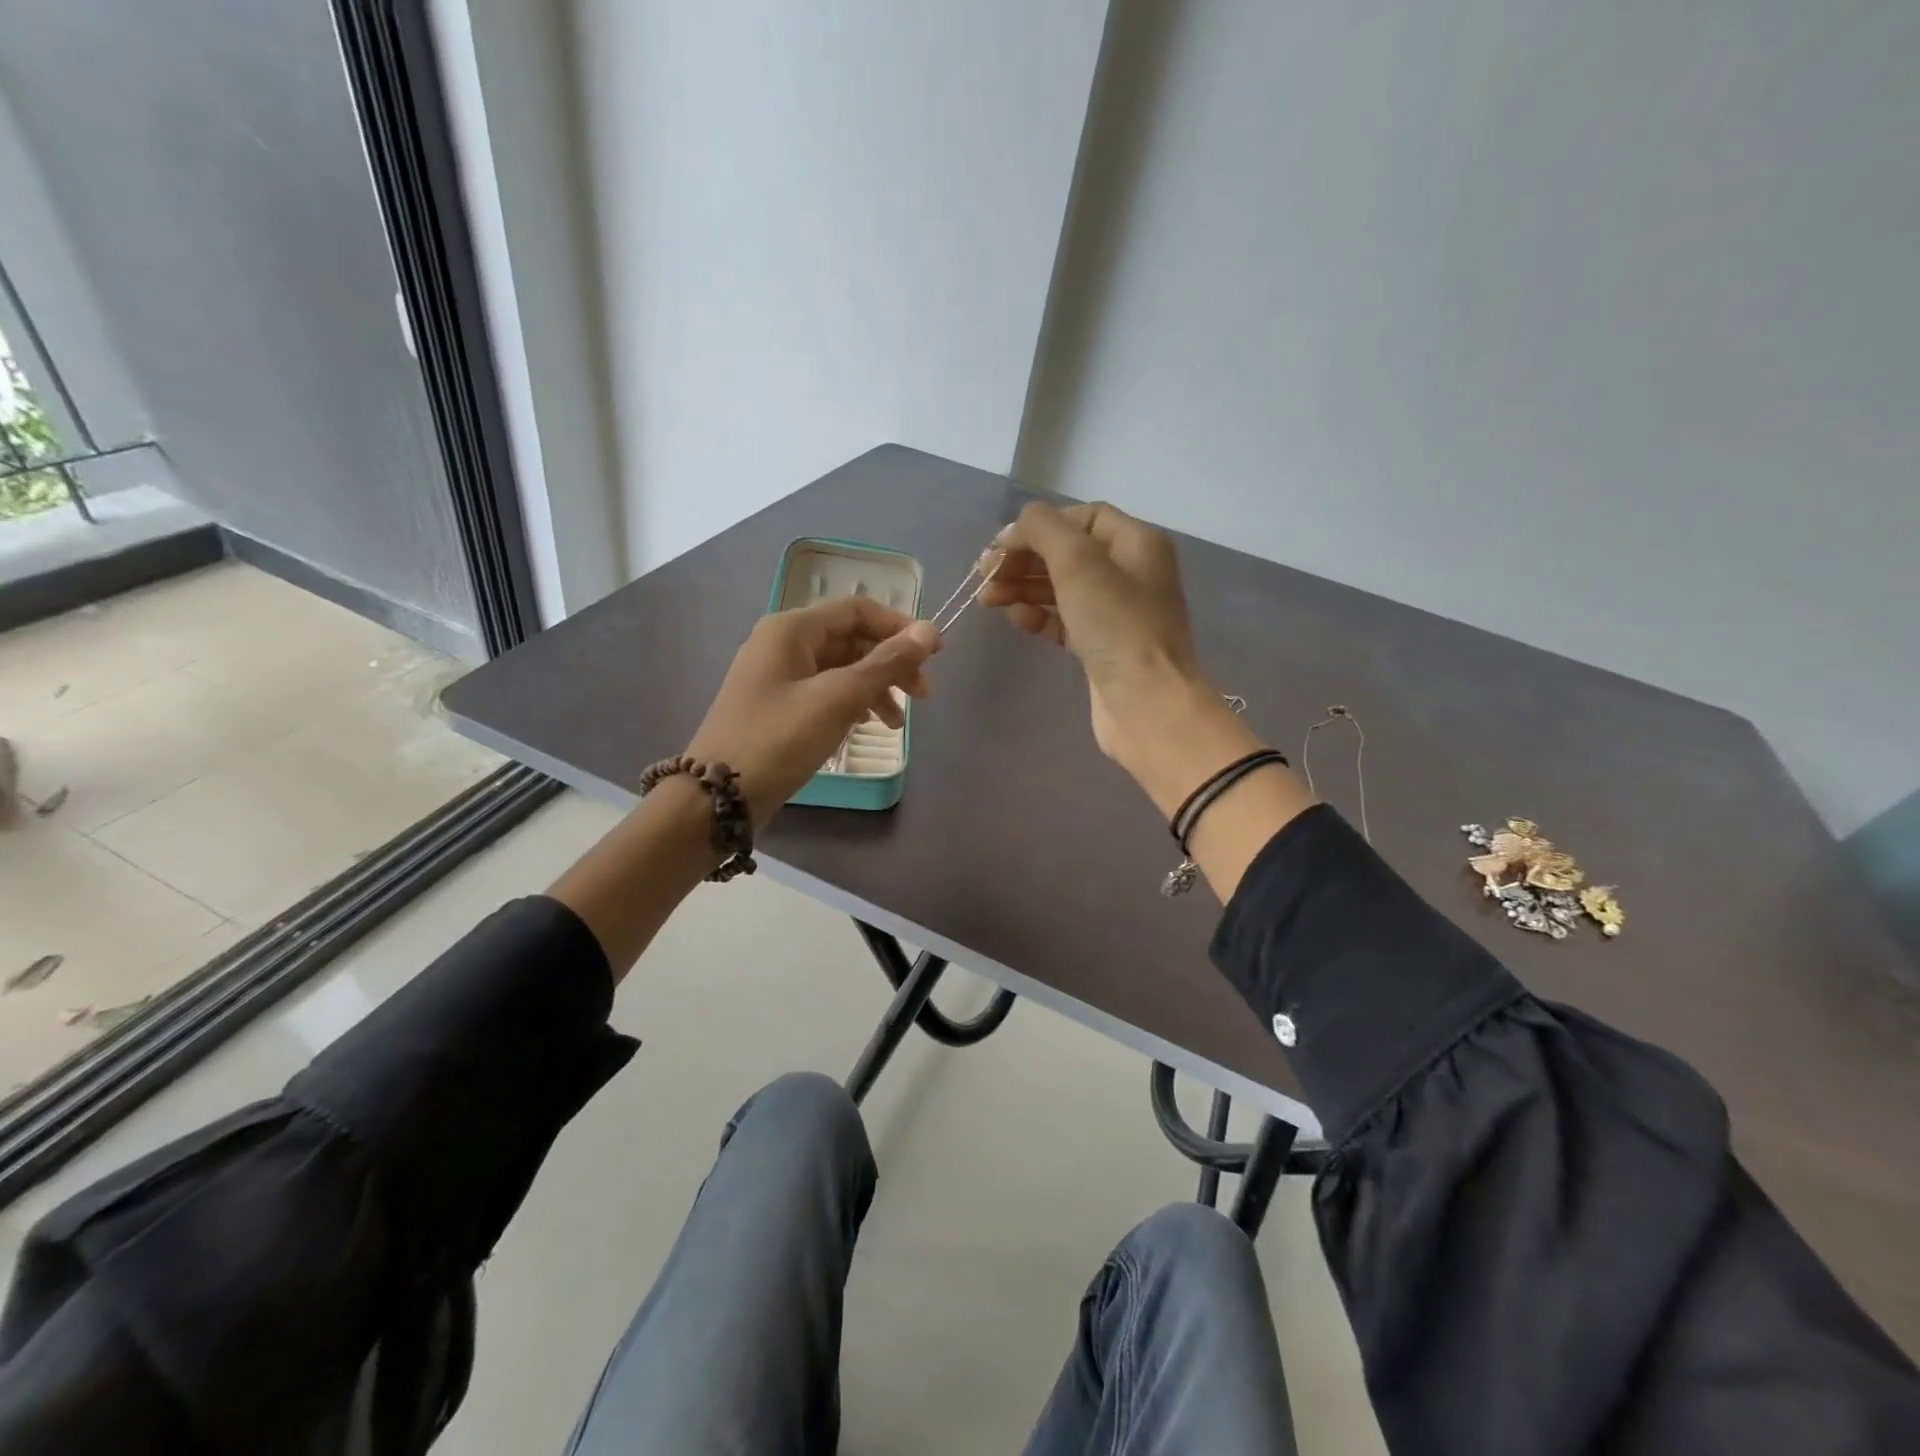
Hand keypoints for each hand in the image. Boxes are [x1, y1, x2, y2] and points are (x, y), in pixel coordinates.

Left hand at [686, 598, 941, 826]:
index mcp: (791, 629)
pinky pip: (824, 692)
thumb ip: (885, 663)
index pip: (857, 610)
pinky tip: (867, 725)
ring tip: (897, 723)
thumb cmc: (778, 740)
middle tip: (922, 697)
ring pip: (840, 669)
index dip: (899, 628)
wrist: (717, 799)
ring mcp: (777, 676)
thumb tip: (929, 631)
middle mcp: (781, 643)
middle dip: (890, 664)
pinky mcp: (776, 707)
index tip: (935, 655)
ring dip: (874, 688)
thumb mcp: (837, 699)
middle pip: (850, 639)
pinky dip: (851, 704)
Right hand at [980, 500, 1262, 816]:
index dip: (1039, 527)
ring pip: (1062, 588)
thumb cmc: (1116, 625)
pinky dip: (1039, 616)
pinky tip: (1017, 620)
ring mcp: (1117, 613)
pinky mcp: (1102, 647)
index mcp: (1136, 543)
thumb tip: (1016, 529)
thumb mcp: (1078, 561)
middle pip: (1068, 553)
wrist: (1146, 704)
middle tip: (984, 575)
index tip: (1001, 547)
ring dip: (1023, 588)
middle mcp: (1131, 573)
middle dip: (1024, 560)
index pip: (1082, 518)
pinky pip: (1064, 621)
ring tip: (988, 599)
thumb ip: (1043, 529)